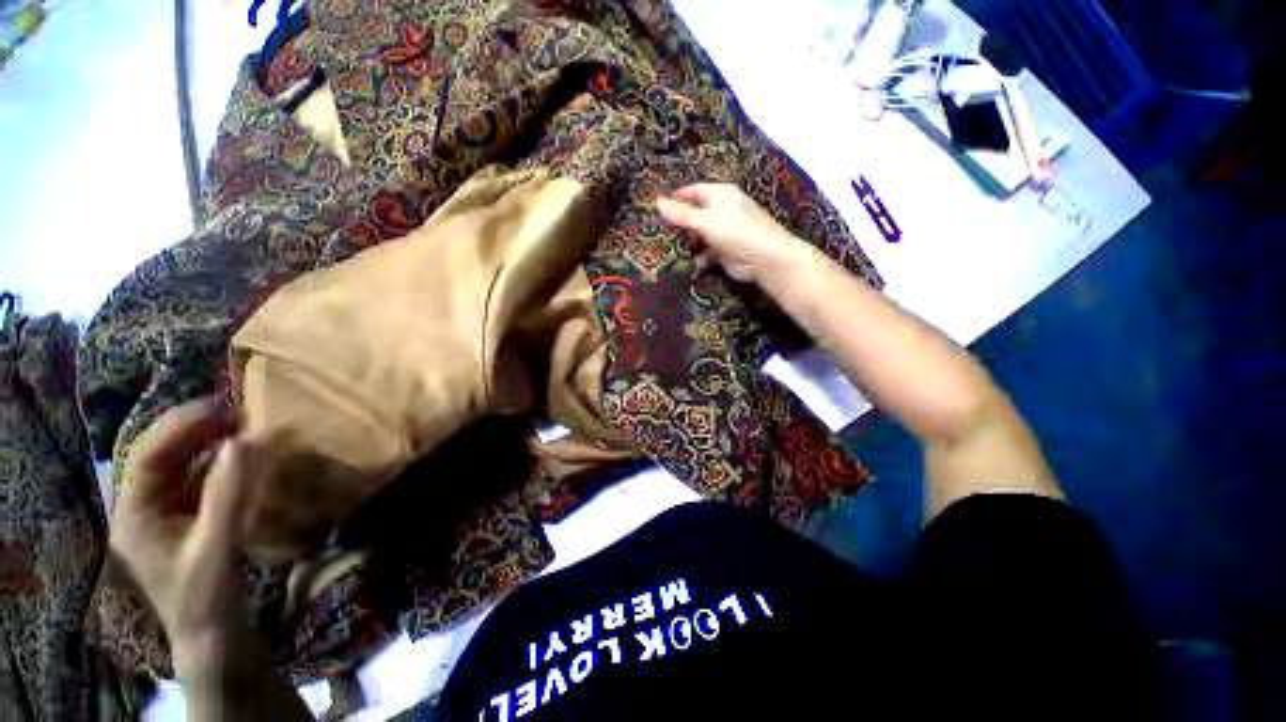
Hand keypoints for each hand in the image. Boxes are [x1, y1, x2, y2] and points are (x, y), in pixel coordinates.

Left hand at [111, 398, 267, 650]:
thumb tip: (244, 441)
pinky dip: (220, 461)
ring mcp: (163, 511)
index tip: (224, 408)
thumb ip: (228, 494)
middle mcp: (141, 507)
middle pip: (161, 455)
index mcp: (133, 515)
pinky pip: (199, 478)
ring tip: (242, 424)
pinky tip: (241, 452)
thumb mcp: (218, 547)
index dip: (183, 428)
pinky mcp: (185, 516)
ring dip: (209, 442)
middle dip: (196, 429)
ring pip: (180, 464)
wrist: (213, 633)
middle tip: (238, 411)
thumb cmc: (207, 596)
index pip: (148, 457)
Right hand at [656, 183, 808, 283]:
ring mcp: (725, 232)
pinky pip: (707, 252)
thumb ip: (681, 214)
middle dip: (682, 223)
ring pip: (701, 235)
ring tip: (675, 249)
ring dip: (690, 242)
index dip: (678, 197)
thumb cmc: (735, 232)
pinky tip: (694, 263)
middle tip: (663, 231)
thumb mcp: (705, 220)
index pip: (694, 191)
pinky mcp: (725, 252)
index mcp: (720, 195)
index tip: (660, 206)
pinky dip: (700, 257)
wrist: (764, 258)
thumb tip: (658, 201)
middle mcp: (723, 210)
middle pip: (696, 213)